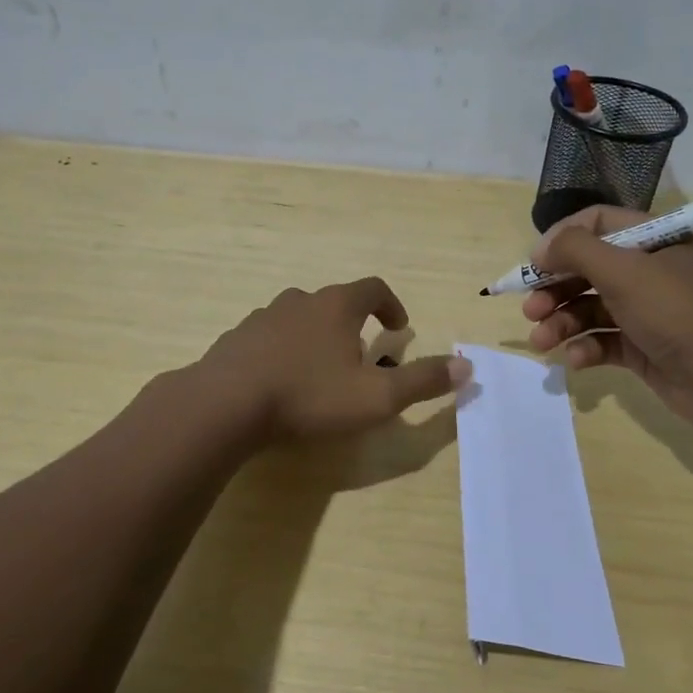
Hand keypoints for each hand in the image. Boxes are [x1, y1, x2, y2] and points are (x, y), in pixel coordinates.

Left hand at [197, 277, 469, 441]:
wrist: (225, 405)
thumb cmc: (309, 396)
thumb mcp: (376, 397)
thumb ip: (422, 381)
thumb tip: (467, 366)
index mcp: (336, 306)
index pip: (373, 288)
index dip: (391, 304)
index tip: (400, 327)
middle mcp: (300, 301)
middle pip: (335, 302)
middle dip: (354, 325)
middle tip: (363, 356)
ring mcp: (263, 317)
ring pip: (300, 318)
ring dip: (317, 336)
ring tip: (322, 371)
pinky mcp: (236, 339)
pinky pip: (269, 338)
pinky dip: (284, 351)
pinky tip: (281, 382)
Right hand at [521, 206, 692, 436]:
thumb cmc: (676, 312)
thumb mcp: (624, 270)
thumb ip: (575, 250)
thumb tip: (541, 250)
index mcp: (654, 239)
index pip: (597, 223)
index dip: (561, 240)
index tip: (533, 264)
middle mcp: (649, 270)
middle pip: (587, 269)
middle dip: (554, 289)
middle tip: (530, 309)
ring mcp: (646, 311)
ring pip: (590, 308)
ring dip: (561, 323)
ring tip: (542, 341)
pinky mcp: (642, 346)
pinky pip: (602, 340)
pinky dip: (585, 348)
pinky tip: (576, 360)